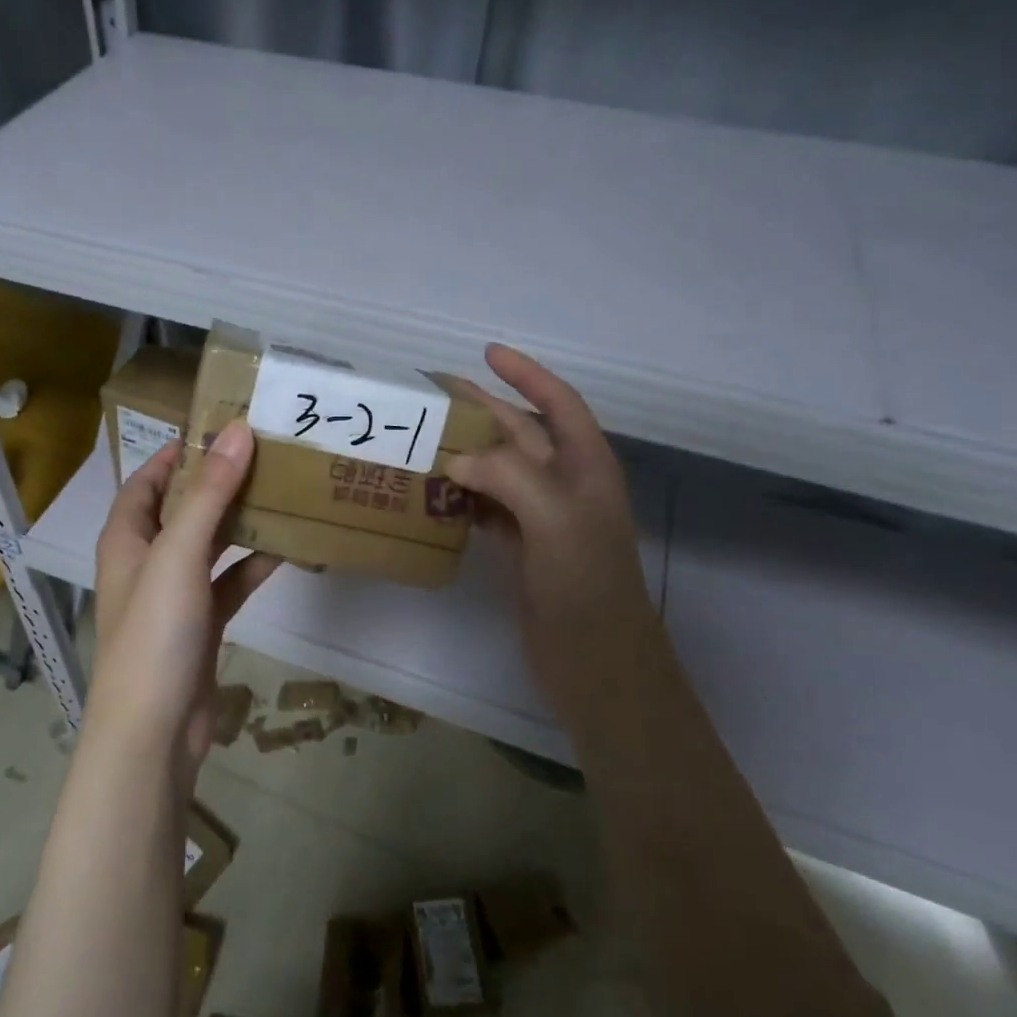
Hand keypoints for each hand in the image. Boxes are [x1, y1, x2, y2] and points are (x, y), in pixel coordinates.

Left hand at [86, 420, 280, 789]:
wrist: (153, 731)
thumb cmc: (154, 634)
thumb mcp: (179, 554)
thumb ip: (209, 494)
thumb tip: (237, 432)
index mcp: (126, 538)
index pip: (146, 481)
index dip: (176, 454)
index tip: (219, 428)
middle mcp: (147, 561)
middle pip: (182, 509)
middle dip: (217, 483)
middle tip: (264, 454)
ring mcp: (174, 595)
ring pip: (209, 545)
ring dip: (239, 522)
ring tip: (280, 491)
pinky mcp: (201, 624)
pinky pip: (229, 583)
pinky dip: (252, 566)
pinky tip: (287, 550)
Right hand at [445, 345, 666, 726]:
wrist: (596, 663)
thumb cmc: (586, 584)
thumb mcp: (555, 518)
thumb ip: (507, 475)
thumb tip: (455, 459)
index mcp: (586, 467)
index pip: (558, 404)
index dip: (526, 374)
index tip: (488, 353)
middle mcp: (564, 486)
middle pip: (520, 434)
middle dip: (482, 410)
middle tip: (432, 395)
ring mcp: (540, 519)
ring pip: (497, 471)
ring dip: (464, 453)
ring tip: (420, 438)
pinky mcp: (518, 550)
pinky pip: (483, 508)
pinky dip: (458, 496)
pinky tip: (430, 491)